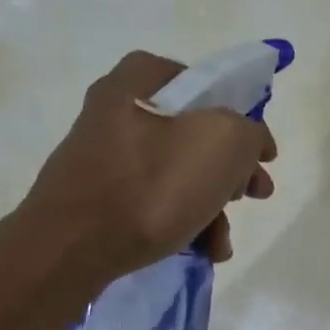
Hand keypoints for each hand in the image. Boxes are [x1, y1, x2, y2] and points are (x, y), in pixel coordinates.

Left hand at [22, 51, 276, 282]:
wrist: (69, 249)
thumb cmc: (151, 186)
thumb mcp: (224, 143)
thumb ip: (250, 132)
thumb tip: (250, 143)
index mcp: (140, 79)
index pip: (207, 84)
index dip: (242, 117)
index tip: (260, 154)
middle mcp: (117, 109)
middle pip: (196, 133)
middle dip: (232, 171)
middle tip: (254, 194)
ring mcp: (103, 154)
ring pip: (178, 171)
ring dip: (212, 205)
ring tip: (222, 242)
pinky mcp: (96, 195)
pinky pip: (152, 199)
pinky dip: (181, 220)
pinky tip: (201, 250)